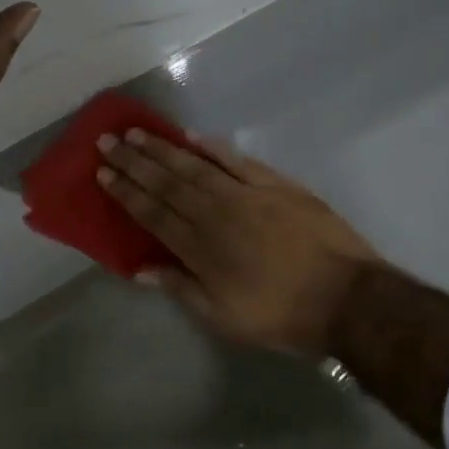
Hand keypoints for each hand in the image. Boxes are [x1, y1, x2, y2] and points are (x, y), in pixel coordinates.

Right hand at [96, 130, 380, 355]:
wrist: (345, 298)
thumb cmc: (280, 315)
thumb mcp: (223, 316)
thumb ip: (181, 287)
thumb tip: (140, 268)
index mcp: (200, 248)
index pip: (152, 213)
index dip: (126, 192)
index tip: (103, 172)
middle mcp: (216, 213)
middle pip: (167, 182)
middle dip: (134, 162)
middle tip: (108, 141)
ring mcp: (246, 194)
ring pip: (195, 166)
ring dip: (163, 149)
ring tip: (138, 132)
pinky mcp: (276, 184)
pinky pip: (237, 160)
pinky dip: (213, 146)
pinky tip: (192, 135)